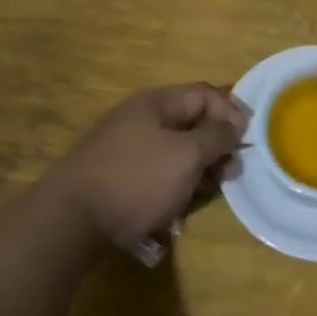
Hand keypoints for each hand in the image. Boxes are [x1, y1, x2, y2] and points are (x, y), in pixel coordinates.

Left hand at [49, 85, 249, 247]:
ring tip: (208, 193)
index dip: (231, 113)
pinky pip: (157, 172)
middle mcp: (141, 118)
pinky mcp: (117, 176)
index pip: (205, 94)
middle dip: (216, 146)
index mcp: (157, 103)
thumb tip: (236, 123)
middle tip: (231, 173)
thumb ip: (216, 136)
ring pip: (175, 151)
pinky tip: (179, 208)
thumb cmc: (136, 180)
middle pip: (191, 123)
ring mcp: (126, 148)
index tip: (246, 142)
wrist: (69, 221)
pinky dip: (174, 185)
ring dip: (197, 169)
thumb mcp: (186, 155)